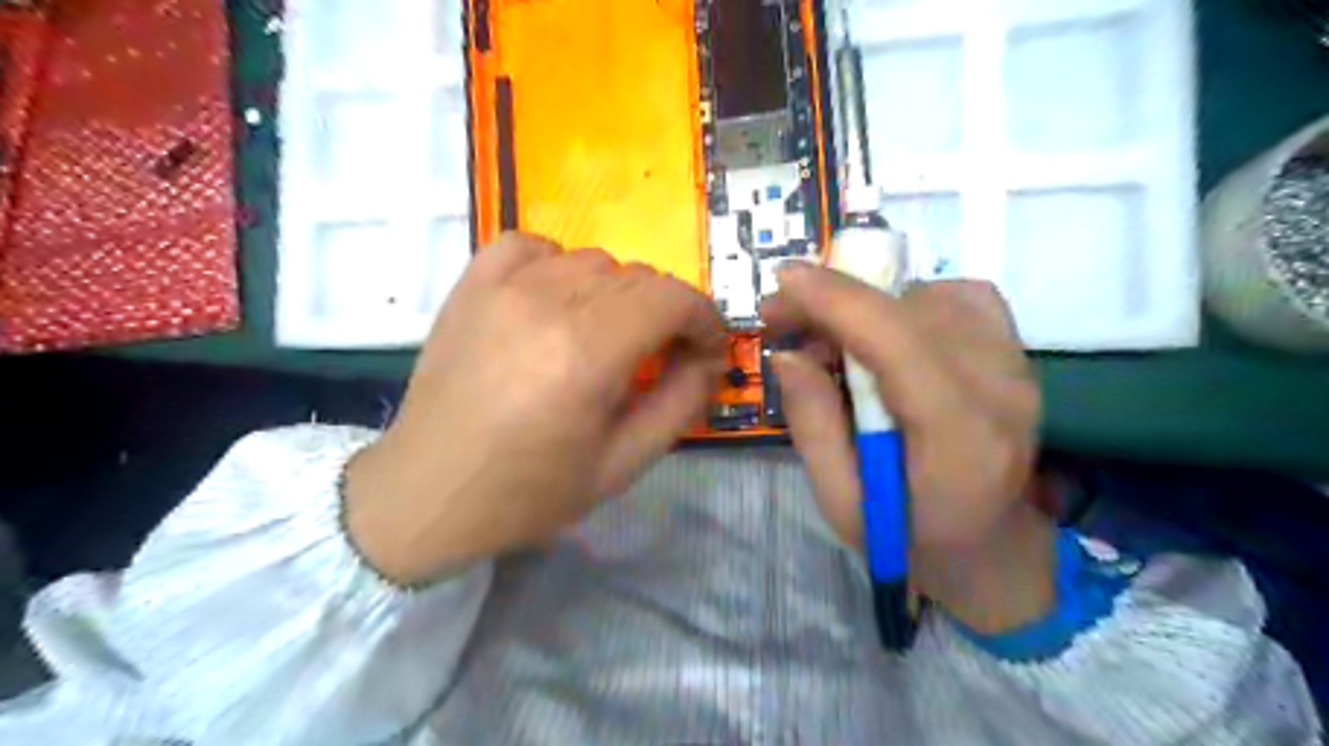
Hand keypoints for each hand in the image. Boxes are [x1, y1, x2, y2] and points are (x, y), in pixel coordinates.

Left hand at [342, 230, 725, 582]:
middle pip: (638, 276)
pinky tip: (554, 300)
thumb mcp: (622, 465)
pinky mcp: (470, 286)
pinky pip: (531, 244)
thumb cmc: (529, 492)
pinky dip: (559, 264)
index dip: (704, 318)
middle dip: (667, 312)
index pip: (672, 298)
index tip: (706, 349)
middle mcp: (546, 304)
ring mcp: (501, 287)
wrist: (427, 494)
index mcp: (586, 355)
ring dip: (618, 294)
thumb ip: (680, 404)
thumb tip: (710, 359)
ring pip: (593, 259)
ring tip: (605, 335)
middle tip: (661, 354)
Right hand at [764, 265, 1055, 632]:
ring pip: (933, 296)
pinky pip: (962, 298)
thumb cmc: (908, 537)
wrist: (989, 547)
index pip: (900, 343)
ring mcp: (1018, 367)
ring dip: (869, 303)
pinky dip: (912, 300)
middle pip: (912, 309)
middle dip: (837, 300)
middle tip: (784, 317)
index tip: (782, 278)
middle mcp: (1001, 390)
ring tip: (830, 336)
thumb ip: (814, 425)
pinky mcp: (1017, 355)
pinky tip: (885, 330)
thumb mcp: (841, 501)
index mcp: (958, 439)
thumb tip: (786, 353)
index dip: (838, 300)